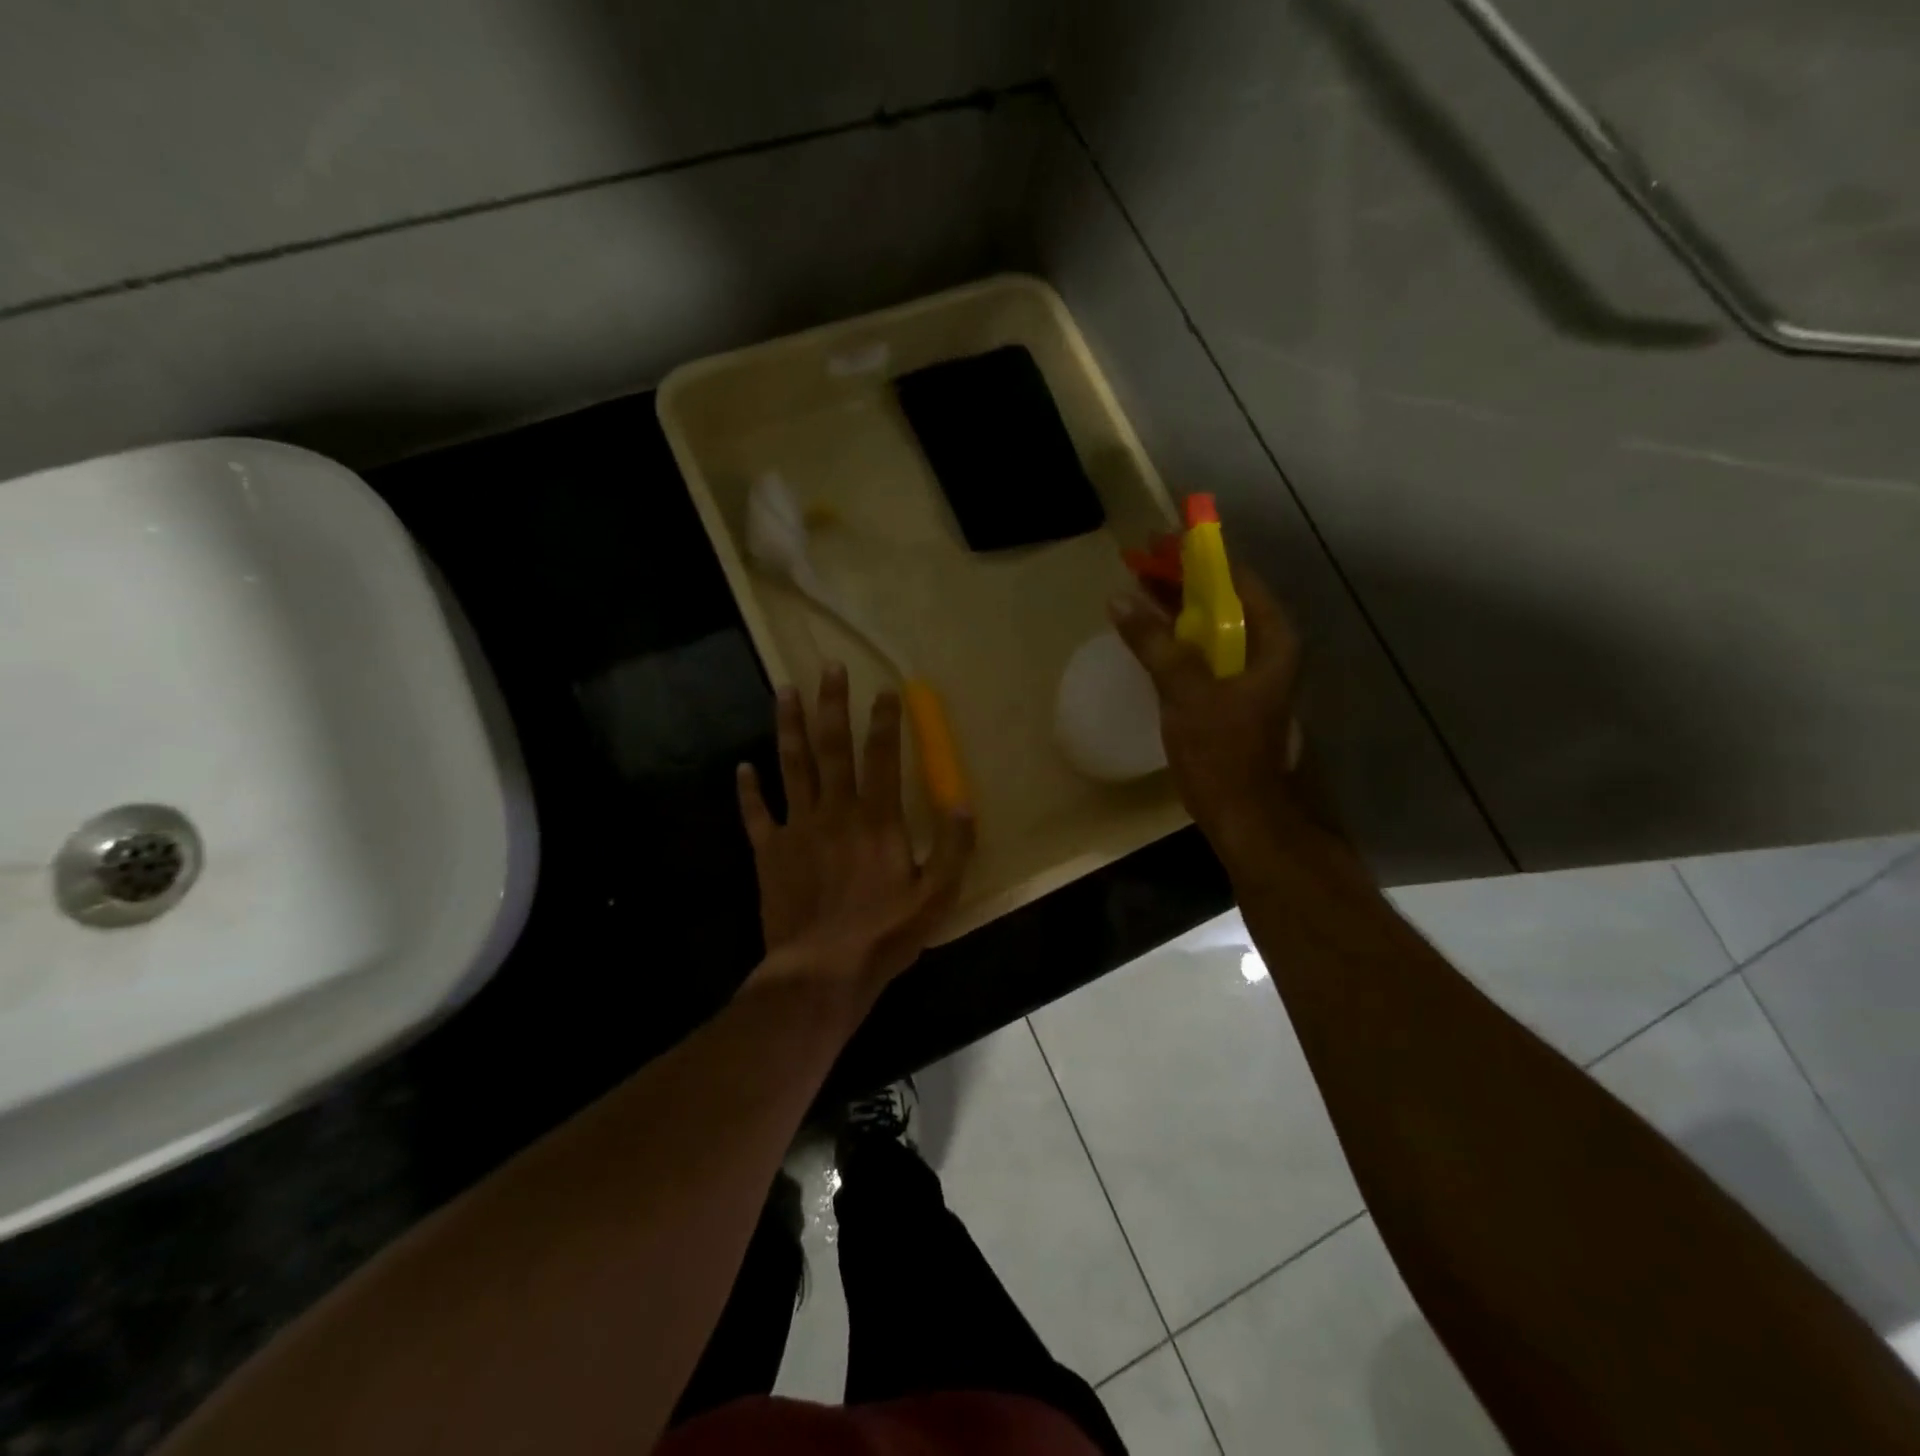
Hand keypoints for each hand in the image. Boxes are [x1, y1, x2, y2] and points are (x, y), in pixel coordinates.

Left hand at [737, 663, 974, 1001]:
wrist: (820, 972)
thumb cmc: (883, 935)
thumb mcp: (937, 897)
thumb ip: (954, 848)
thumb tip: (962, 801)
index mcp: (877, 819)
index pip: (882, 757)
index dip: (885, 720)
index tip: (886, 689)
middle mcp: (835, 811)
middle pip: (832, 747)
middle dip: (832, 704)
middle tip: (828, 667)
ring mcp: (797, 828)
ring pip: (791, 766)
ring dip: (787, 726)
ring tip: (782, 691)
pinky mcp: (769, 851)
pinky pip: (756, 813)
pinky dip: (748, 790)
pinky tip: (742, 768)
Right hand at [1109, 567, 1306, 849]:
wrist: (1243, 815)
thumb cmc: (1222, 751)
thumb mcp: (1186, 692)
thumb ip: (1155, 643)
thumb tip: (1120, 600)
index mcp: (1271, 640)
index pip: (1236, 579)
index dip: (1198, 557)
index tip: (1159, 541)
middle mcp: (1266, 650)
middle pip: (1223, 600)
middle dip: (1182, 580)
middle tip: (1140, 560)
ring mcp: (1249, 674)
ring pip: (1211, 626)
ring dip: (1177, 608)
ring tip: (1139, 588)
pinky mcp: (1231, 696)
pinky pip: (1203, 653)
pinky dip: (1178, 639)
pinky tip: (1151, 635)